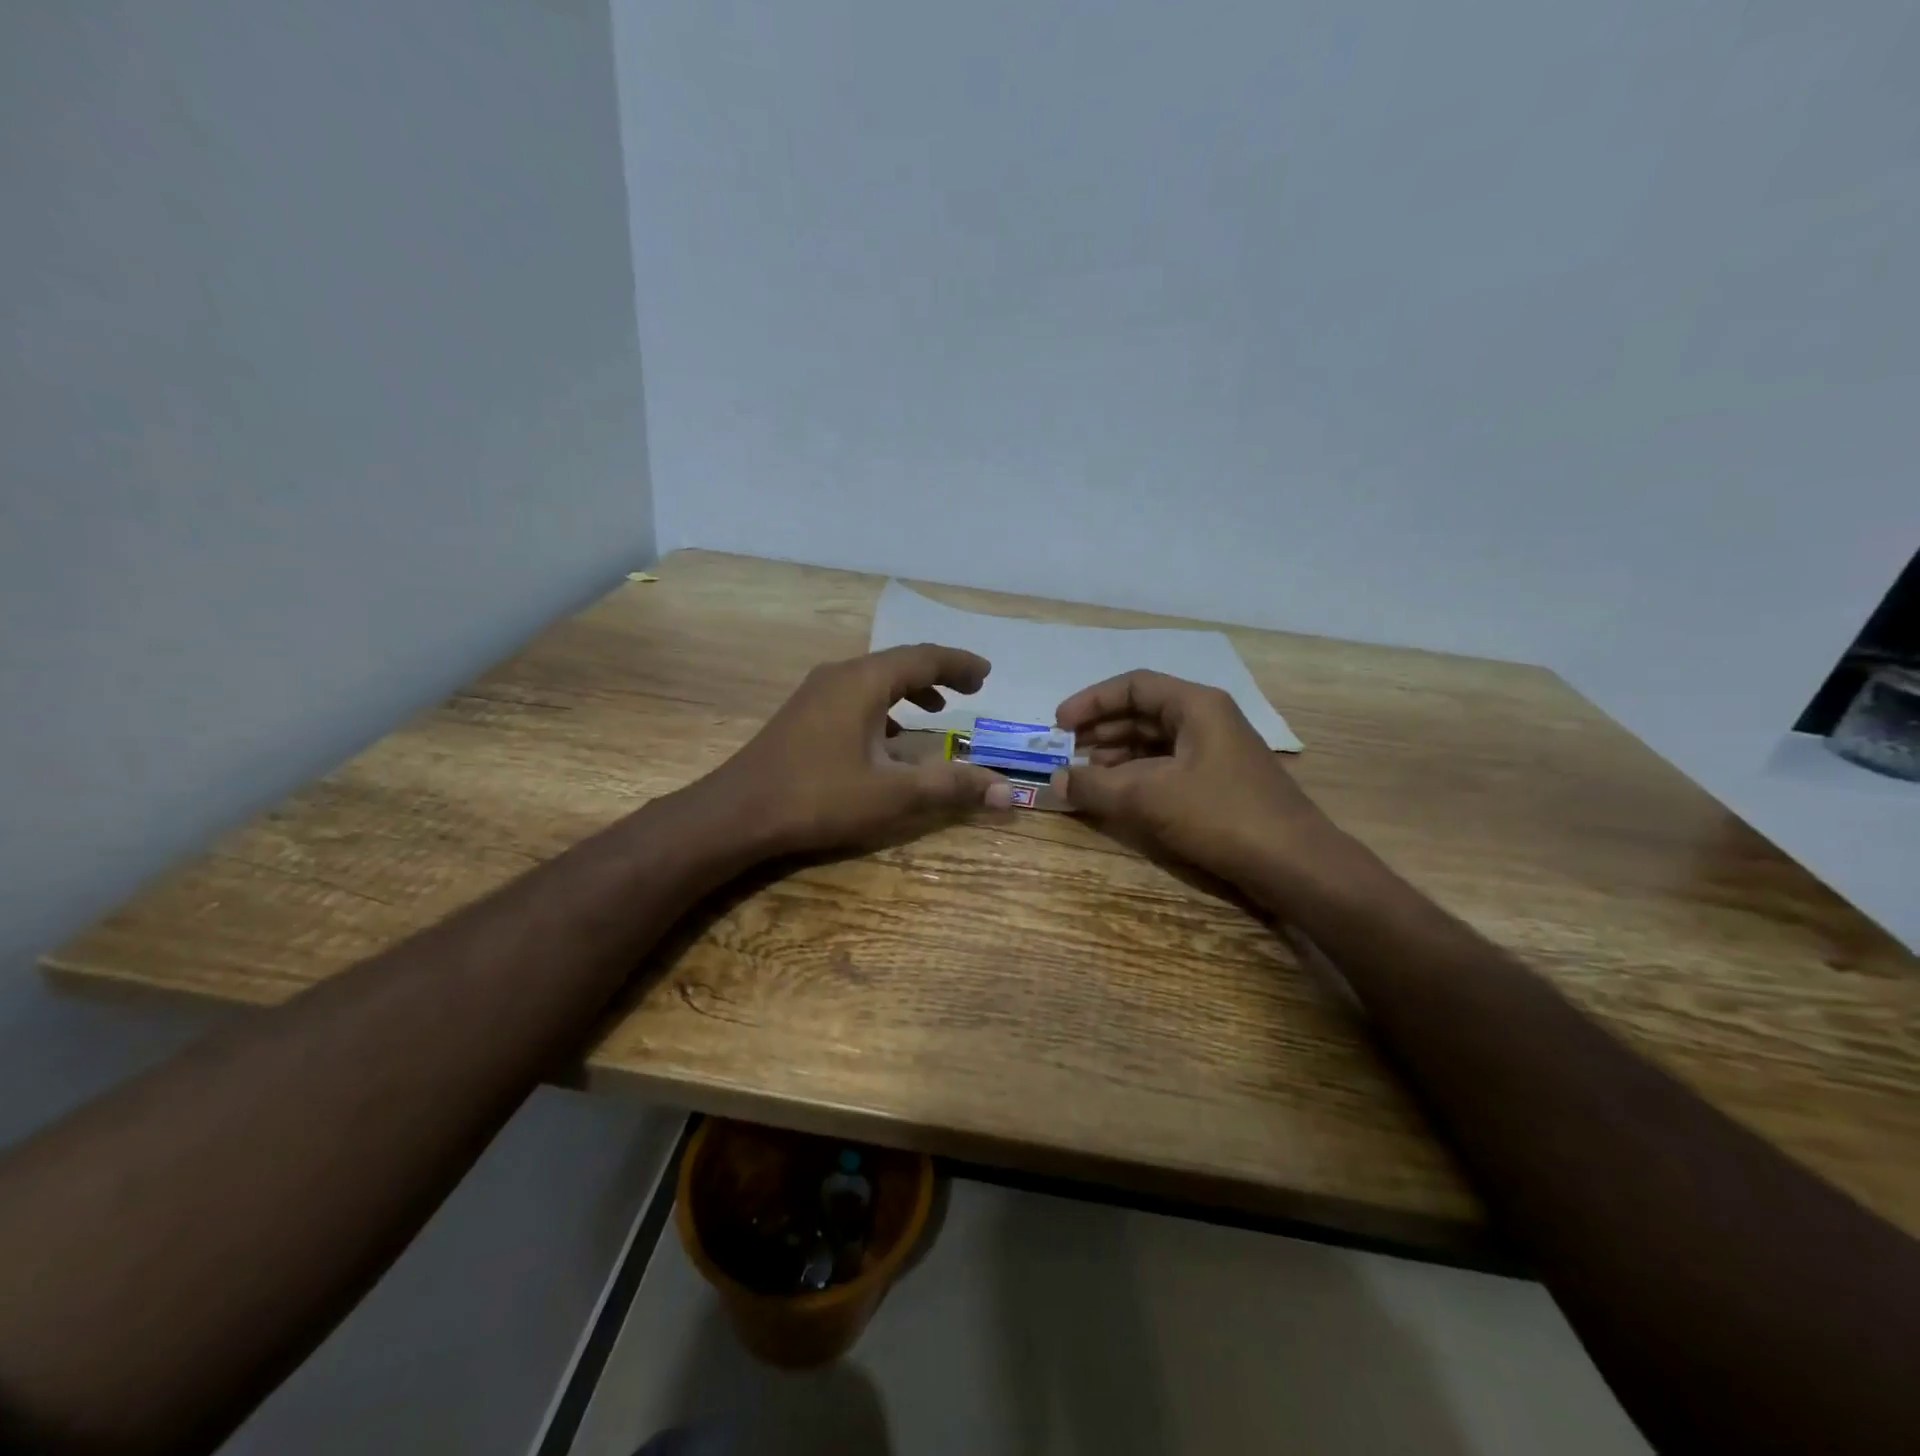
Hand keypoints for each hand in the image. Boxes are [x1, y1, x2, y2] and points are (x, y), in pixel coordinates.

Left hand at [708, 644, 1014, 855]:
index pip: (924, 658)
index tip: (987, 674)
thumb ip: (952, 787)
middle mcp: (840, 676)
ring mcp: (816, 694)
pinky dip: (884, 707)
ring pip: (875, 680)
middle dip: (938, 674)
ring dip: (910, 689)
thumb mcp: (893, 794)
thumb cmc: (818, 797)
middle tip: (970, 688)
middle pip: (899, 663)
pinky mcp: (803, 714)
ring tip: (937, 709)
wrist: (737, 813)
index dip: (960, 664)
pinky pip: (855, 697)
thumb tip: (1008, 792)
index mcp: (864, 682)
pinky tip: (889, 736)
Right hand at [1053, 670, 1332, 889]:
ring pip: (1154, 741)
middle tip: (1064, 751)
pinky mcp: (1219, 782)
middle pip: (1143, 711)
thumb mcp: (1148, 796)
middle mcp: (1207, 719)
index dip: (1091, 701)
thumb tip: (1055, 780)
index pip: (1133, 686)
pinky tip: (1117, 794)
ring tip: (1084, 775)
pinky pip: (1167, 766)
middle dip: (1101, 730)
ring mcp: (1216, 752)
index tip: (1058, 725)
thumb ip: (1095, 785)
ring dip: (1116, 755)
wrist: (1294, 864)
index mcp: (1196, 705)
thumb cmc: (1221, 815)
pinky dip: (1137, 775)